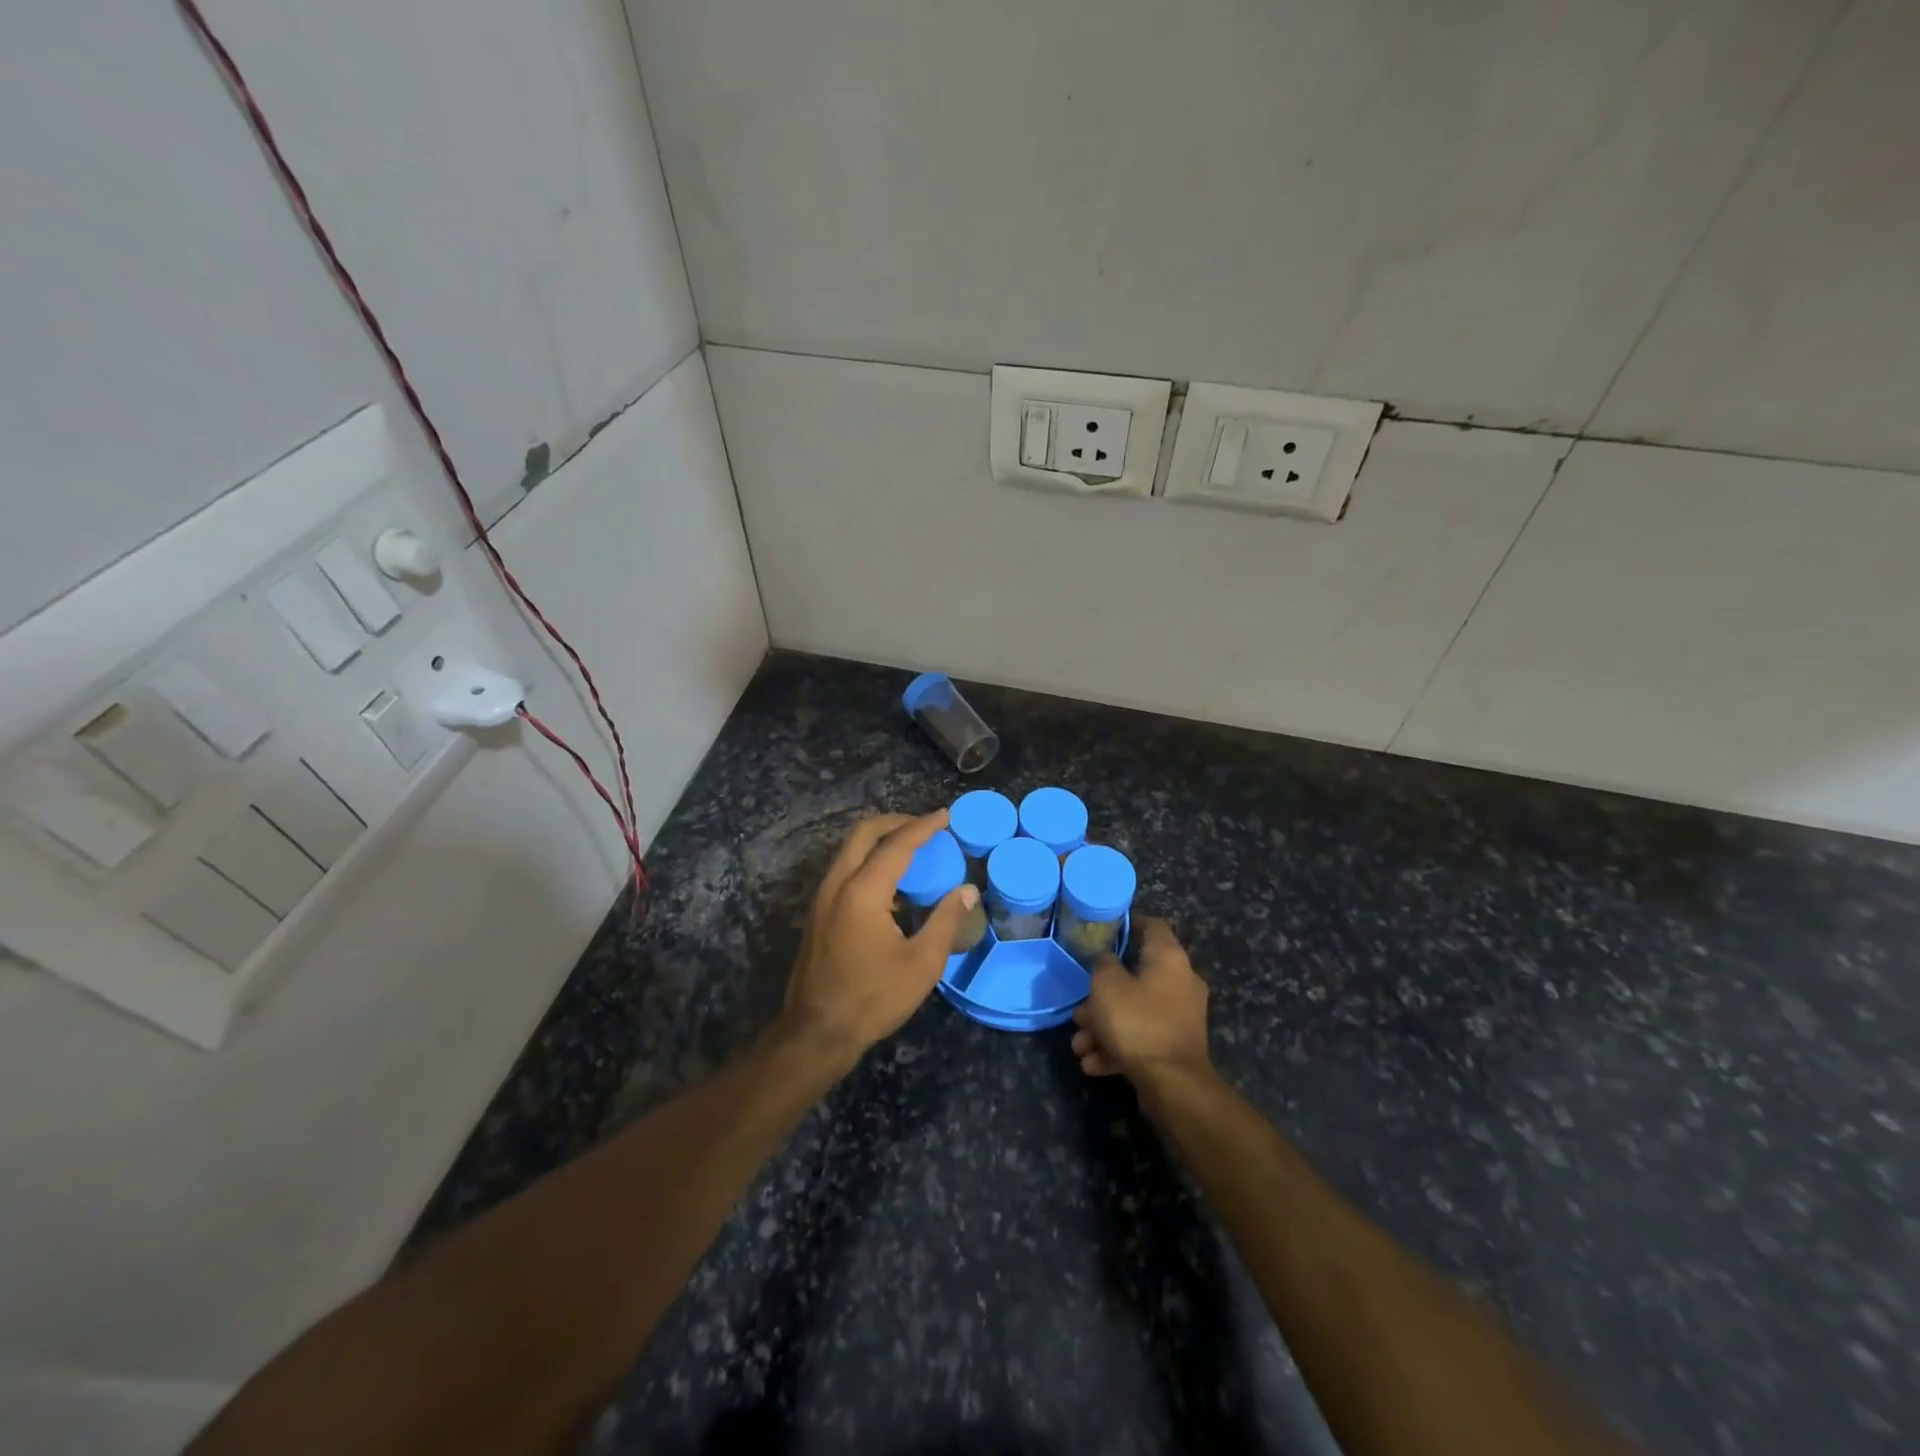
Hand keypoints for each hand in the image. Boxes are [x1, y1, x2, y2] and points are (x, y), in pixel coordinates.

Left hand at [780, 811, 978, 1073]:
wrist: (817, 1032)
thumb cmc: (873, 999)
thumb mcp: (921, 963)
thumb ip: (945, 920)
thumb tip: (967, 890)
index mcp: (863, 892)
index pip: (897, 844)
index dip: (924, 827)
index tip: (946, 816)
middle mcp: (837, 884)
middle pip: (864, 833)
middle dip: (896, 822)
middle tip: (927, 827)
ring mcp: (822, 898)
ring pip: (850, 850)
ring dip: (880, 840)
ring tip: (913, 850)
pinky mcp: (818, 913)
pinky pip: (845, 870)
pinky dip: (869, 861)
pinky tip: (892, 885)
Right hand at [1071, 917, 1211, 1087]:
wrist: (1173, 1084)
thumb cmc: (1138, 1022)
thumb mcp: (1107, 985)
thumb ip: (1103, 964)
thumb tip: (1108, 960)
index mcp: (1169, 958)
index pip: (1151, 926)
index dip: (1127, 924)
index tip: (1104, 932)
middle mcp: (1180, 982)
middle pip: (1135, 977)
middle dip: (1101, 995)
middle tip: (1079, 1011)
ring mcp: (1180, 1016)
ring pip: (1134, 1011)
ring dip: (1103, 1026)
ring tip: (1079, 1045)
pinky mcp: (1175, 1046)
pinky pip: (1142, 1037)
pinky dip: (1118, 1047)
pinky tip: (1093, 1063)